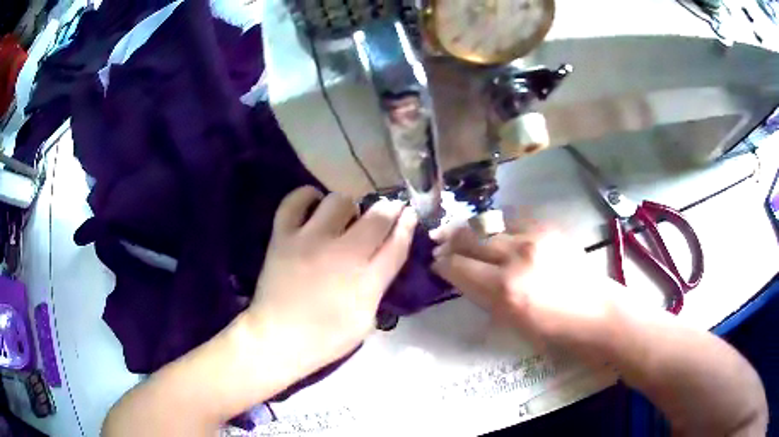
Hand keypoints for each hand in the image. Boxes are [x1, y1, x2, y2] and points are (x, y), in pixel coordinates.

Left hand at [247, 187, 416, 374]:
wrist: (278, 338)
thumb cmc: (326, 337)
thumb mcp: (365, 320)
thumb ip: (379, 284)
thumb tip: (386, 254)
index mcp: (365, 279)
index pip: (396, 242)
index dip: (407, 224)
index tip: (410, 214)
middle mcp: (341, 252)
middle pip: (376, 216)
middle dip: (388, 210)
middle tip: (383, 215)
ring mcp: (309, 240)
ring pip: (339, 201)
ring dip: (349, 208)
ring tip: (344, 220)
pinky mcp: (283, 236)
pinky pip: (295, 201)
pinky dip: (308, 197)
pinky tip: (314, 205)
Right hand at [432, 224, 625, 351]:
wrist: (596, 312)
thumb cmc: (553, 331)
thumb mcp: (511, 322)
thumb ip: (484, 296)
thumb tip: (462, 277)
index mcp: (505, 289)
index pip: (460, 267)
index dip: (443, 263)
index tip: (435, 261)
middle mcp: (517, 256)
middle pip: (471, 240)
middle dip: (450, 240)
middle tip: (438, 240)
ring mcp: (535, 237)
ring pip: (491, 226)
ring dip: (472, 231)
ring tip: (460, 231)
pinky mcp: (549, 228)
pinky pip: (514, 221)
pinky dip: (499, 226)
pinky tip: (495, 230)